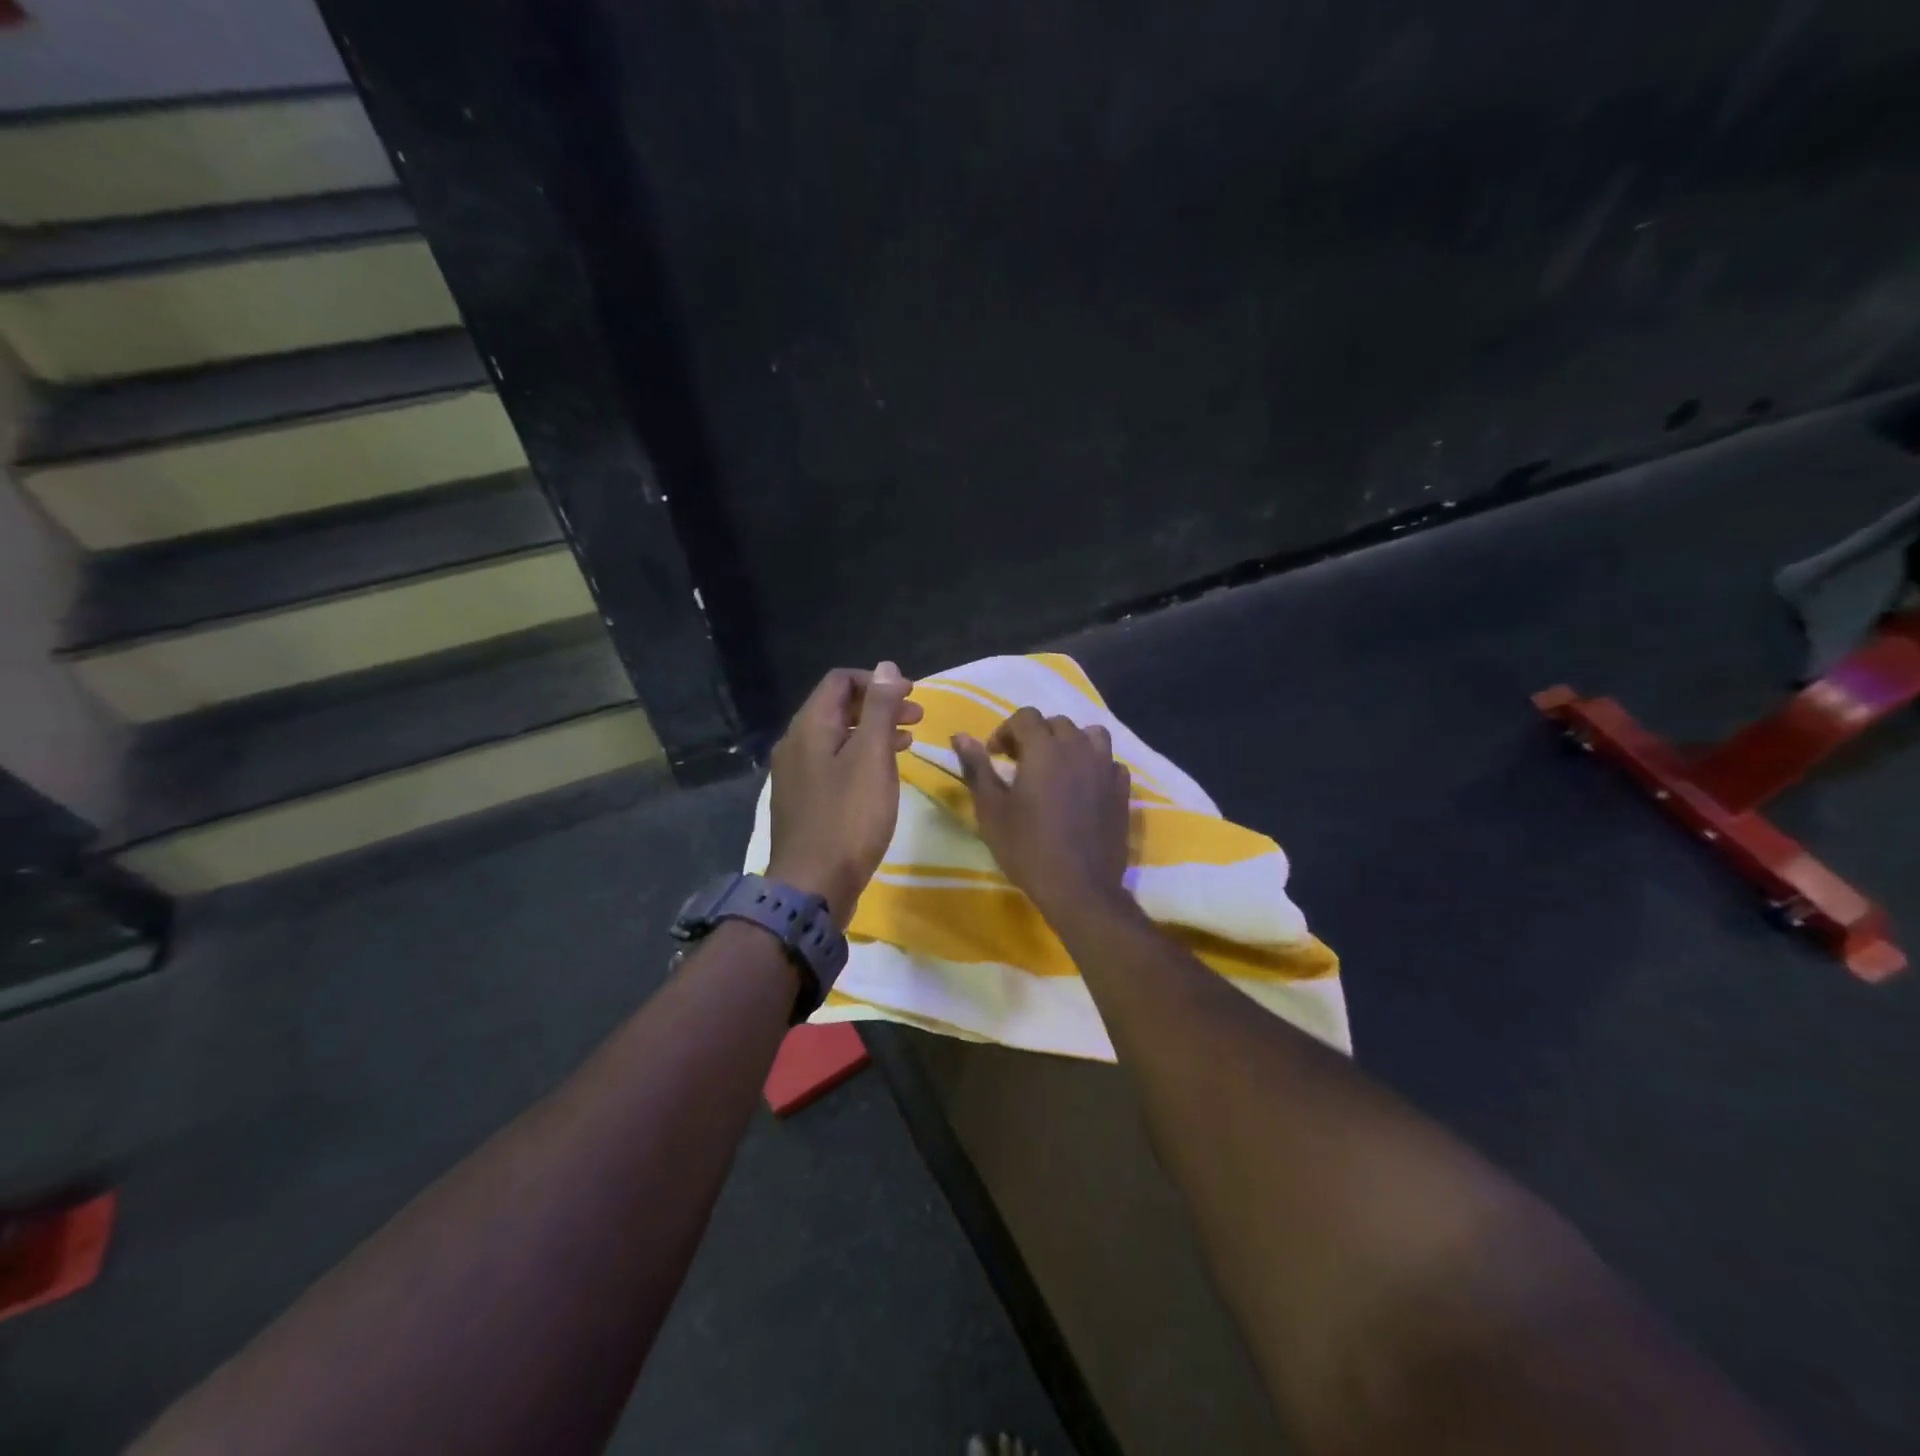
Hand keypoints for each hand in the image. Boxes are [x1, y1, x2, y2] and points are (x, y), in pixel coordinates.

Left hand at [766, 662, 921, 926]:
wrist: (813, 885)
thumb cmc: (849, 817)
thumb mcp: (872, 757)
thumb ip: (879, 709)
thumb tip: (886, 667)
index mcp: (809, 727)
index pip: (840, 681)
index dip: (877, 681)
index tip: (911, 696)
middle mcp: (795, 744)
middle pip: (838, 707)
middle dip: (879, 706)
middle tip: (917, 718)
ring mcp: (796, 774)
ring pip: (837, 737)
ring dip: (873, 732)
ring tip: (908, 742)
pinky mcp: (803, 801)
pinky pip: (833, 764)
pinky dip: (861, 758)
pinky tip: (883, 774)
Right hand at [952, 707, 1132, 920]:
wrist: (1079, 887)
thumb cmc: (1027, 848)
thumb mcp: (991, 809)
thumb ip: (977, 767)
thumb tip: (960, 736)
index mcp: (1044, 748)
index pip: (1025, 716)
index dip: (1006, 731)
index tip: (995, 756)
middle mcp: (1078, 748)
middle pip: (1057, 723)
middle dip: (1035, 735)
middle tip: (1020, 763)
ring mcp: (1105, 768)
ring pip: (1090, 735)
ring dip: (1070, 743)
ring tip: (1057, 767)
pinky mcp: (1122, 790)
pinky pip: (1110, 762)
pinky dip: (1095, 764)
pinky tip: (1084, 785)